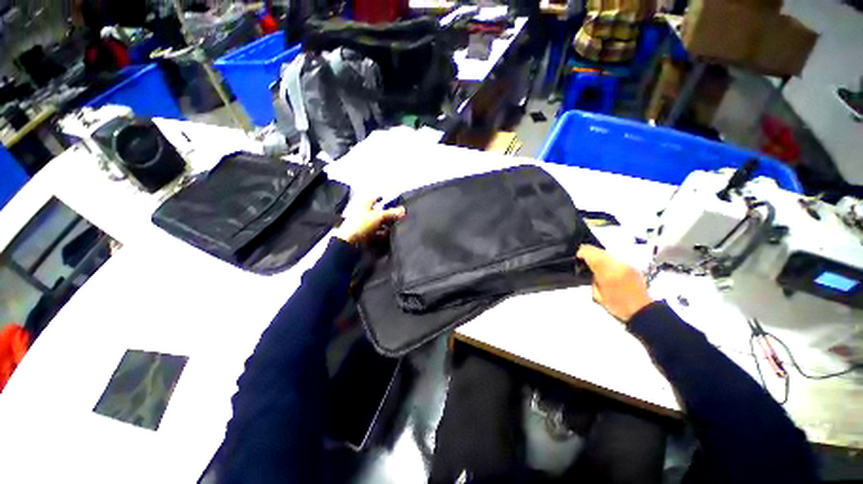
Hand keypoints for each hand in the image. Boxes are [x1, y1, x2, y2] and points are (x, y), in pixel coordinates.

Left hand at [335, 198, 405, 245]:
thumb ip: (391, 213)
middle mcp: (363, 215)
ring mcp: (363, 227)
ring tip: (395, 229)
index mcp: (365, 207)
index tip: (387, 199)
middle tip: (397, 217)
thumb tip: (404, 209)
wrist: (349, 243)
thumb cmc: (362, 224)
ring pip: (376, 225)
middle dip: (386, 215)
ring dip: (385, 227)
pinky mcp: (364, 238)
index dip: (380, 199)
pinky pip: (375, 236)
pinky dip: (381, 236)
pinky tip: (387, 239)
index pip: (373, 200)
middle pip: (376, 213)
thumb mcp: (378, 216)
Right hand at [577, 245, 652, 323]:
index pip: (593, 255)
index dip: (584, 252)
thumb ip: (595, 283)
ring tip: (600, 266)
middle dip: (593, 253)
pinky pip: (618, 259)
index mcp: (608, 274)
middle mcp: (618, 265)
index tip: (579, 255)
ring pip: (610, 254)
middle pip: (601, 251)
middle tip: (587, 259)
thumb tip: (593, 273)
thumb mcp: (601, 298)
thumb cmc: (619, 307)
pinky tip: (612, 271)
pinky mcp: (632, 265)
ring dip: (603, 257)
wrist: (640, 309)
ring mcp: (626, 263)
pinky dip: (612, 262)